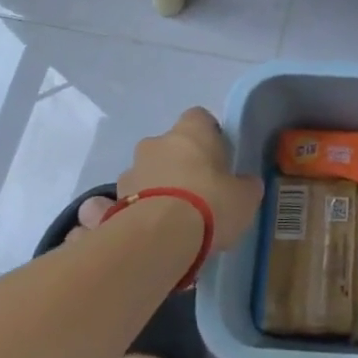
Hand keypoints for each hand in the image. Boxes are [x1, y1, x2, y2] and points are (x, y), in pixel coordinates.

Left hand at [117, 107, 262, 256]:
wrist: (159, 239)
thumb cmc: (211, 204)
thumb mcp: (245, 197)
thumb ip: (244, 186)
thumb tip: (245, 184)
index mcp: (191, 132)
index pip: (200, 118)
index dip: (209, 135)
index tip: (218, 158)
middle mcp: (156, 143)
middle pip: (169, 147)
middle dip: (178, 165)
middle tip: (196, 193)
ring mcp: (130, 172)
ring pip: (145, 174)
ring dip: (154, 189)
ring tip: (169, 222)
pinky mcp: (112, 203)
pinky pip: (121, 204)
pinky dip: (129, 213)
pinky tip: (141, 234)